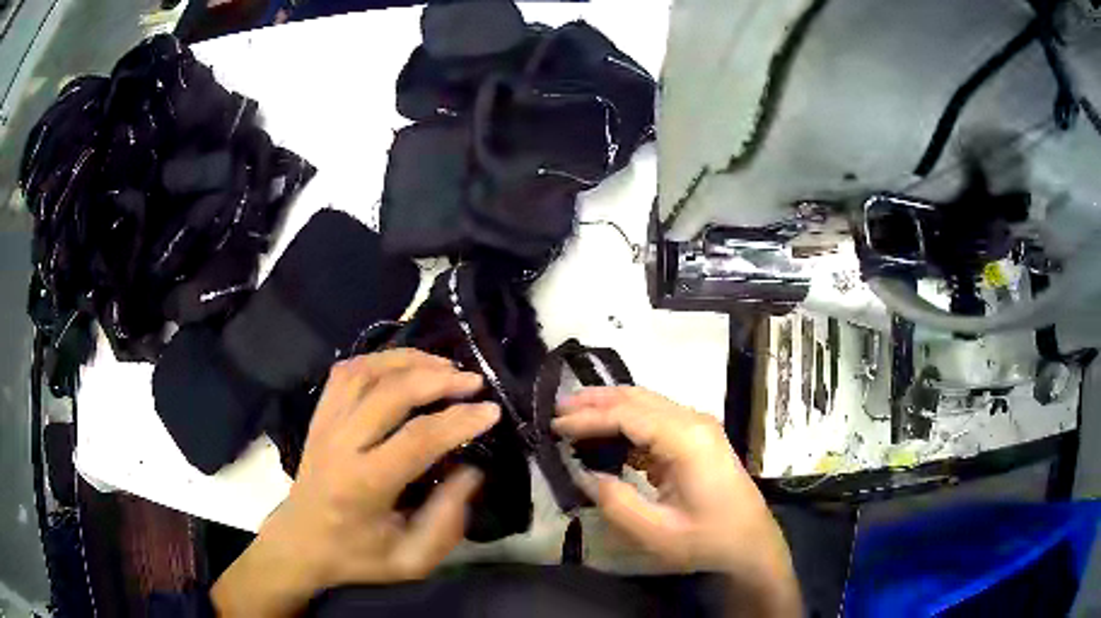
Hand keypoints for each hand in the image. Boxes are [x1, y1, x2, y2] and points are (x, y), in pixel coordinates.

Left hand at [212, 350, 499, 617]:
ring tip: (445, 366)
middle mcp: (340, 445)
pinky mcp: (319, 415)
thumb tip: (472, 469)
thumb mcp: (412, 560)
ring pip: (366, 372)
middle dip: (438, 379)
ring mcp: (325, 424)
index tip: (491, 411)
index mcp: (363, 485)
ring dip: (409, 361)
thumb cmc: (358, 556)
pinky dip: (379, 360)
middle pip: (390, 393)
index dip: (458, 421)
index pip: (417, 439)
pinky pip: (346, 372)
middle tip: (474, 381)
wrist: (301, 542)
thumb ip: (447, 521)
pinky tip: (403, 365)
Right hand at [554, 387, 800, 616]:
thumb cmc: (708, 540)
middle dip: (594, 401)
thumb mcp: (656, 532)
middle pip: (637, 398)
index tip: (554, 427)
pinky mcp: (697, 437)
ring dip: (608, 408)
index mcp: (687, 439)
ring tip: (572, 417)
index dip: (588, 418)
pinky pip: (655, 419)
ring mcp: (698, 426)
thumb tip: (584, 475)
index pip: (628, 414)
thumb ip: (615, 502)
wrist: (752, 542)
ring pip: (646, 403)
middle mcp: (693, 421)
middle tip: (556, 409)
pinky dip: (626, 423)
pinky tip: (605, 436)